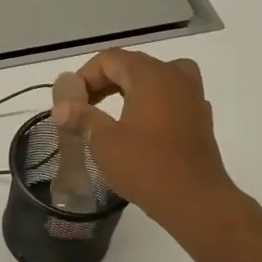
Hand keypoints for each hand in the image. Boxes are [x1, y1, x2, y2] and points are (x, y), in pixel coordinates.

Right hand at [54, 49, 240, 240]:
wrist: (196, 201)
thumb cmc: (146, 166)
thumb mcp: (104, 141)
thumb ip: (82, 117)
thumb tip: (61, 108)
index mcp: (150, 74)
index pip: (109, 60)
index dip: (84, 77)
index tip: (70, 103)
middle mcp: (175, 76)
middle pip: (132, 66)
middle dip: (104, 83)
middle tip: (83, 109)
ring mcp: (193, 96)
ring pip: (155, 79)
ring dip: (129, 91)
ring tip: (110, 113)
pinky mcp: (200, 118)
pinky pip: (171, 98)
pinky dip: (151, 104)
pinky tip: (139, 128)